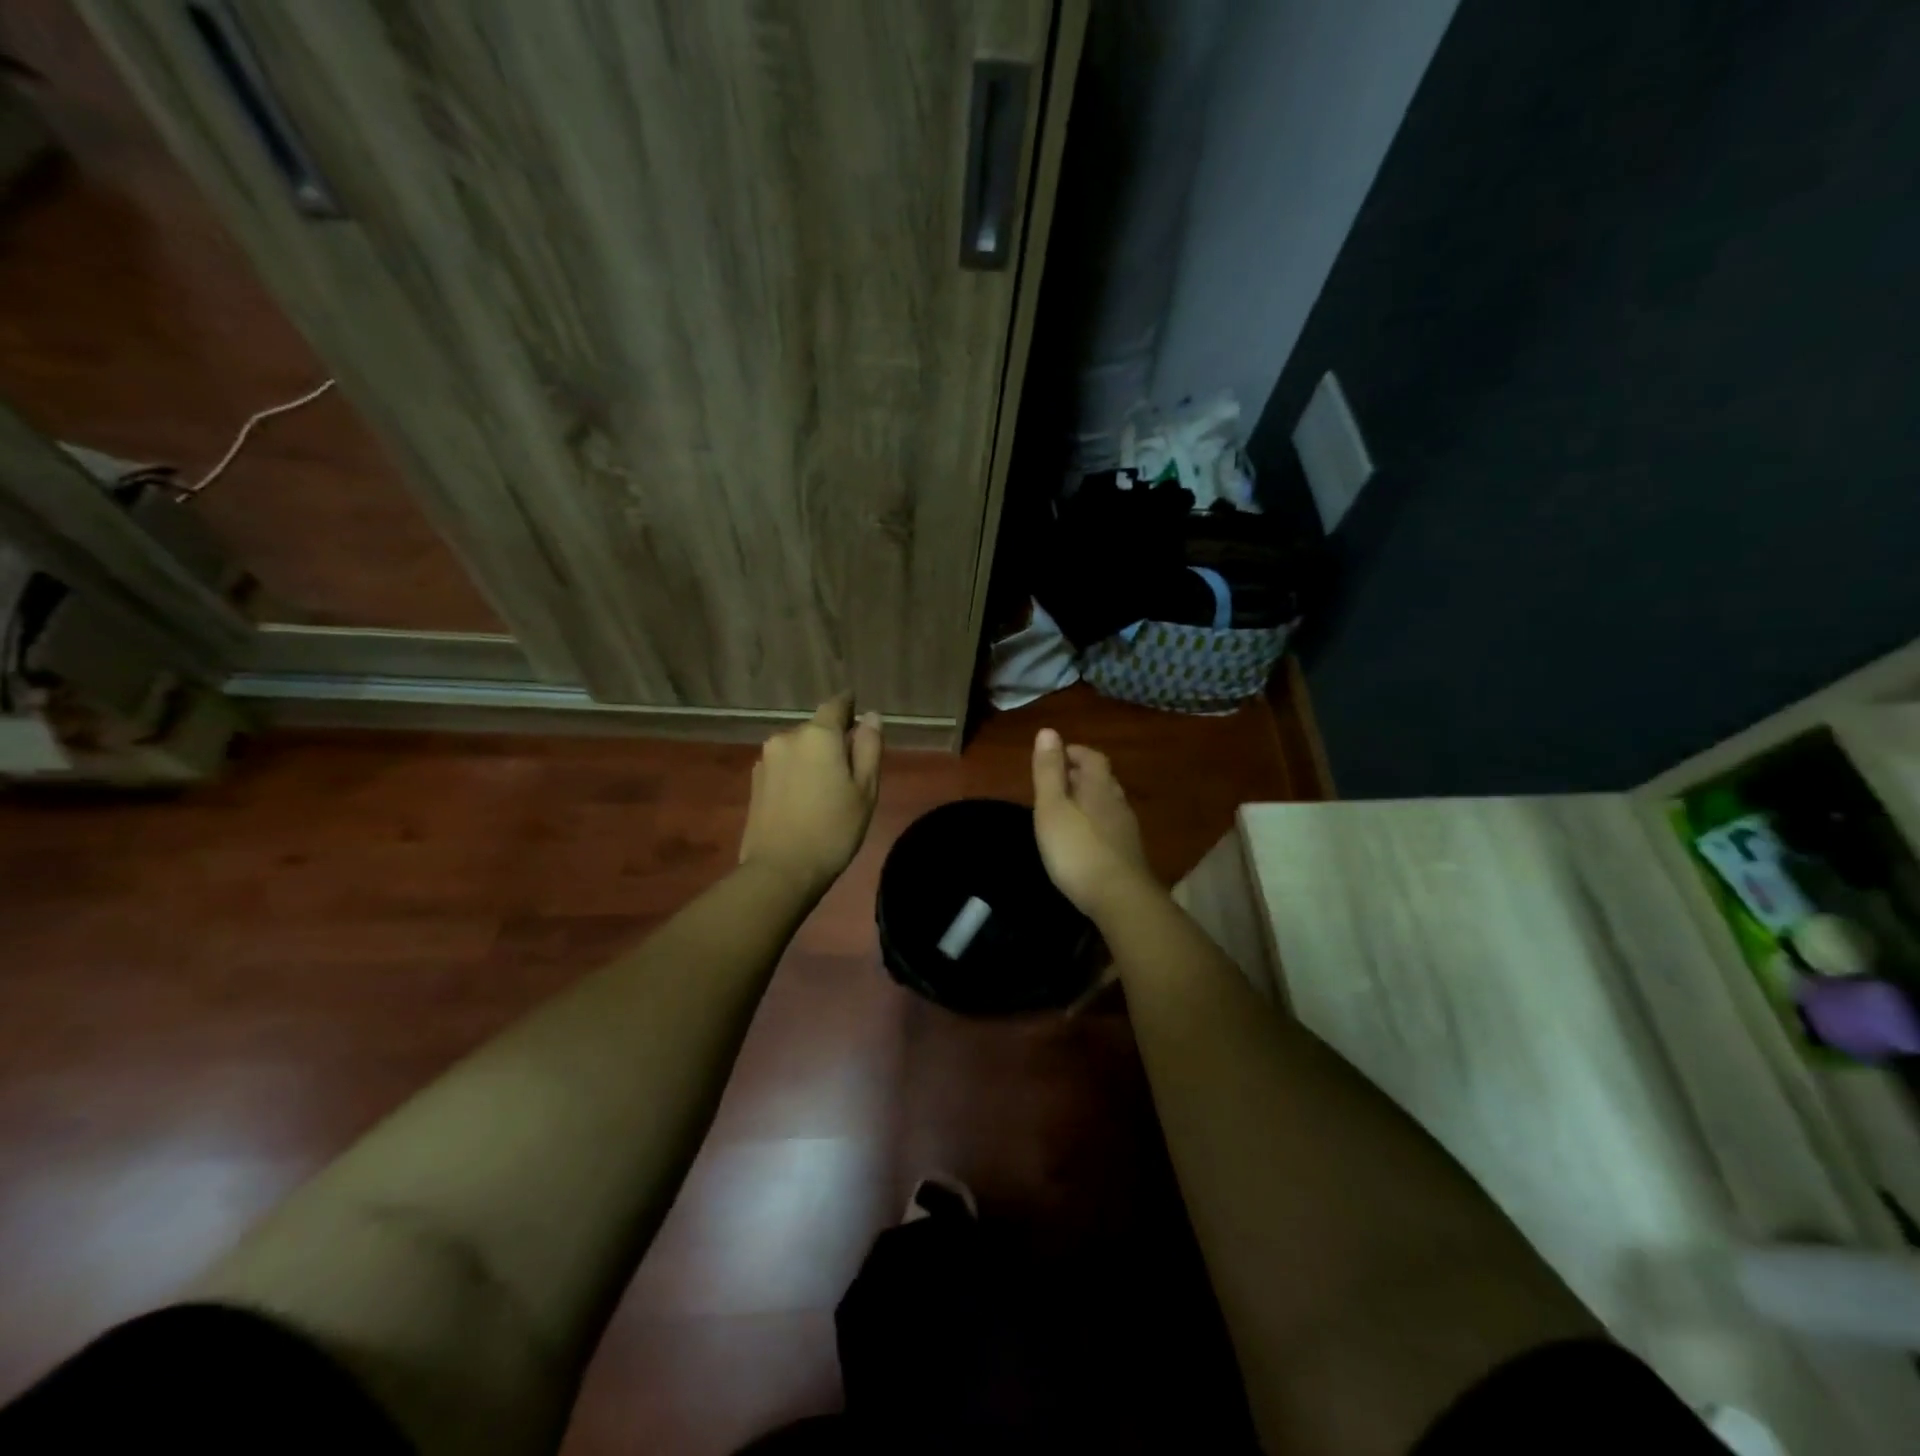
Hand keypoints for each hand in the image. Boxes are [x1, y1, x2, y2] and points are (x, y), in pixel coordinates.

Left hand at [739, 694, 883, 897]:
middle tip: (850, 769)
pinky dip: (797, 773)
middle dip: (832, 740)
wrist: (780, 871)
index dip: (849, 706)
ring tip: (826, 789)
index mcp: (818, 735)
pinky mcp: (754, 781)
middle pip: (816, 729)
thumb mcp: (865, 790)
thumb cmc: (833, 829)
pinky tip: (804, 799)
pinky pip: (784, 766)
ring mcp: (766, 759)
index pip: (836, 705)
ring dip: (812, 758)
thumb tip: (870, 717)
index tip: (859, 712)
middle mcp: (787, 737)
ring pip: (798, 748)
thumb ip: (868, 748)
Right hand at [1031, 728, 1152, 917]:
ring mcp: (1127, 830)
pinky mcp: (1129, 855)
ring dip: (1090, 800)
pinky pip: (1111, 827)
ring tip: (1069, 809)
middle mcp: (1117, 803)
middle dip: (1081, 775)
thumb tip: (1048, 731)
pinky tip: (1085, 839)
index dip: (1075, 752)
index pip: (1093, 757)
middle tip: (1058, 782)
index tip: (1057, 755)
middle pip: (1102, 779)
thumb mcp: (1052, 808)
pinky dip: (1096, 823)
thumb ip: (1048, 772)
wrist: (1121, 899)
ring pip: (1108, 804)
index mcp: (1099, 787)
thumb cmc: (1077, 849)